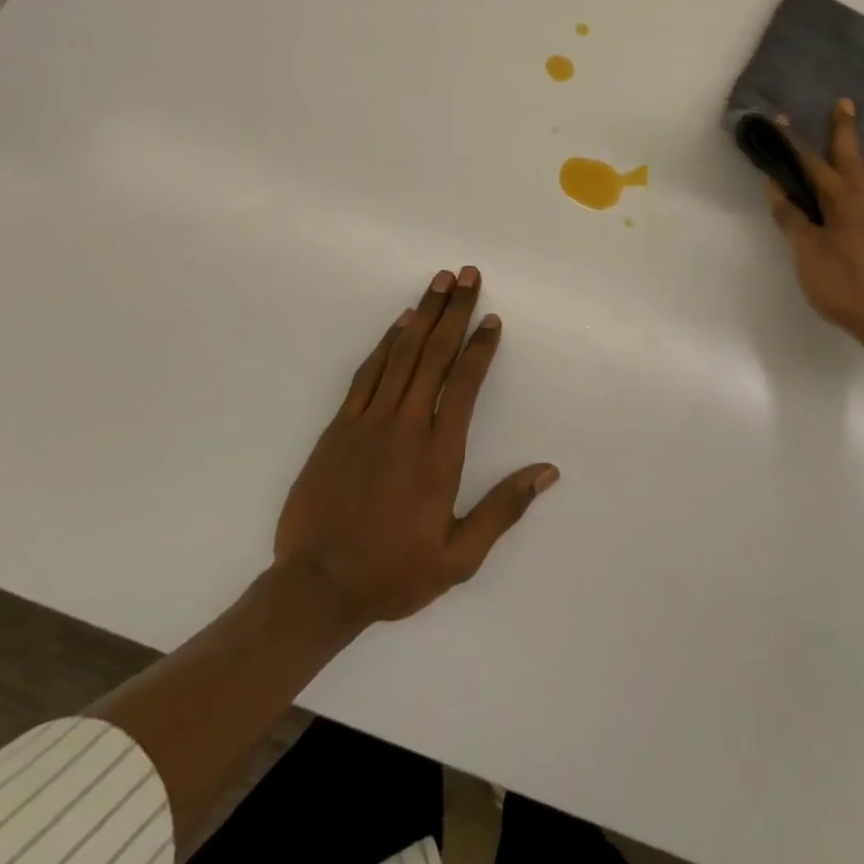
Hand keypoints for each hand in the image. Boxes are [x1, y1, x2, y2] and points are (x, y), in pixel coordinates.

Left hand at [272, 266, 558, 633]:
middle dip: (454, 310)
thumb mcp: (459, 557)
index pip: (465, 384)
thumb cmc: (393, 573)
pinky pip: (367, 374)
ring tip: (439, 281)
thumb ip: (504, 509)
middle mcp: (407, 426)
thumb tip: (548, 471)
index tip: (492, 318)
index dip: (481, 347)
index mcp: (439, 453)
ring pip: (402, 355)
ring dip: (423, 314)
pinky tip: (399, 323)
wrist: (316, 588)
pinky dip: (385, 344)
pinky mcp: (339, 428)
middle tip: (467, 274)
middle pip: (435, 355)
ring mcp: (369, 423)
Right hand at [766, 98, 863, 350]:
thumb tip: (776, 187)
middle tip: (846, 103)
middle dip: (846, 131)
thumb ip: (792, 220)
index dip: (795, 145)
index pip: (812, 166)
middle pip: (855, 160)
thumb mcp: (806, 255)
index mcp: (840, 204)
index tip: (782, 120)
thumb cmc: (844, 288)